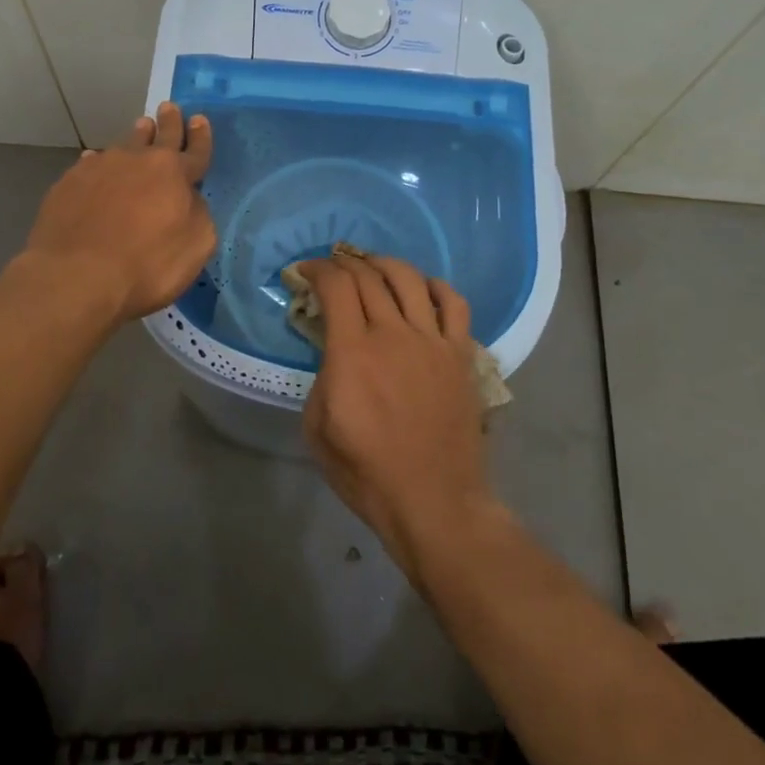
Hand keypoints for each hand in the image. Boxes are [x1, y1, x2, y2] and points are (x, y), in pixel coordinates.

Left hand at [21, 102, 216, 323]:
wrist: (76, 275)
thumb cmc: (146, 265)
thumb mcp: (196, 246)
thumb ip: (199, 215)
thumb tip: (189, 199)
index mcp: (174, 173)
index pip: (195, 150)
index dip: (200, 137)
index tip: (200, 119)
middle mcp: (138, 161)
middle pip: (159, 136)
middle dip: (169, 122)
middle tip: (169, 107)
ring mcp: (101, 168)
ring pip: (124, 145)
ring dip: (136, 137)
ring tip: (141, 127)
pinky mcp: (69, 182)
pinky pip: (91, 164)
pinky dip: (100, 163)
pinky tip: (96, 163)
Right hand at [299, 252, 497, 584]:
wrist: (433, 502)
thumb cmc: (367, 472)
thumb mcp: (317, 428)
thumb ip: (322, 377)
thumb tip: (333, 351)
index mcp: (353, 353)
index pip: (336, 286)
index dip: (317, 269)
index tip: (305, 272)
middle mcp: (393, 334)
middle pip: (368, 276)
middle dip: (343, 263)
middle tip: (332, 269)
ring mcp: (432, 341)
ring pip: (409, 279)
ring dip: (384, 264)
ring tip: (371, 267)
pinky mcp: (460, 354)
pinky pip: (454, 304)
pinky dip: (436, 286)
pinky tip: (423, 289)